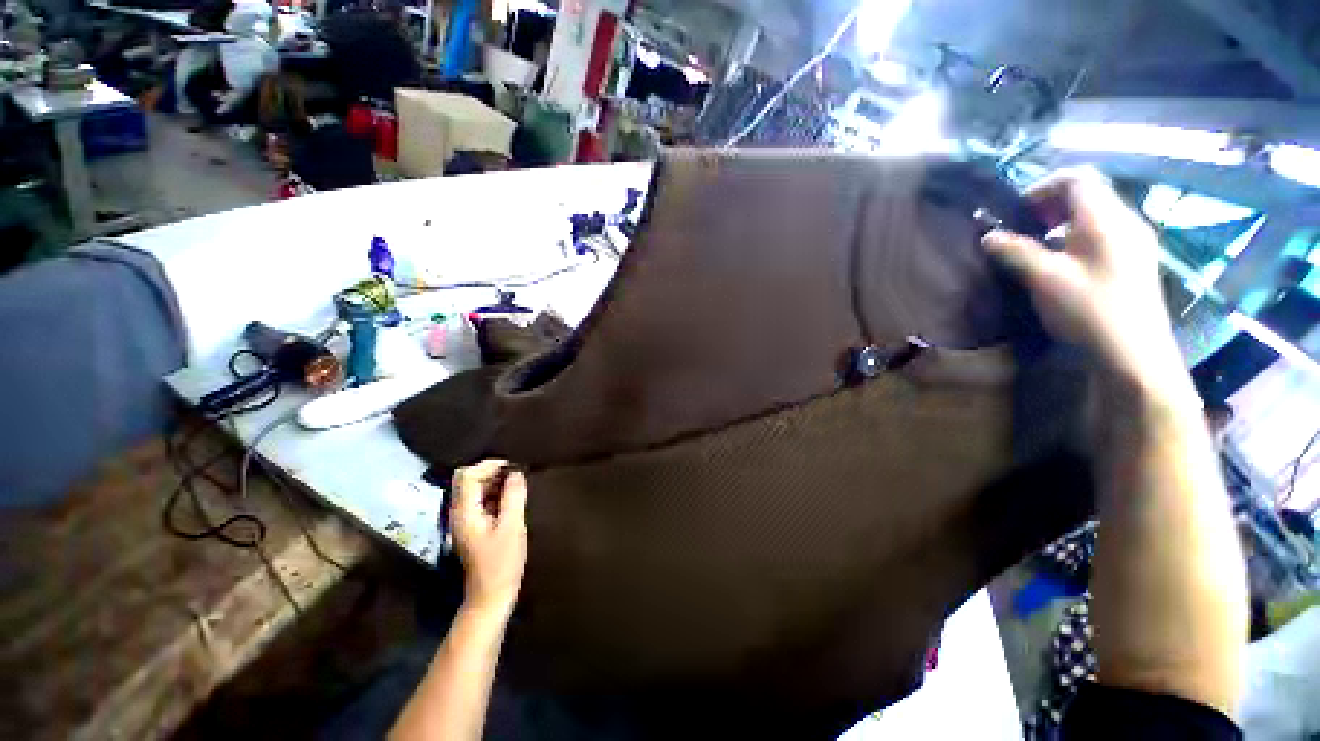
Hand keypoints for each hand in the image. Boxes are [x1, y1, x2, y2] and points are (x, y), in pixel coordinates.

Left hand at [450, 460, 527, 616]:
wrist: (491, 595)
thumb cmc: (502, 562)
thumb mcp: (512, 527)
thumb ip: (513, 497)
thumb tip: (516, 472)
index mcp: (464, 512)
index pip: (467, 475)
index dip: (489, 466)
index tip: (513, 469)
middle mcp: (459, 513)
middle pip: (467, 479)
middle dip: (491, 472)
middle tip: (516, 476)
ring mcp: (464, 520)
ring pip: (474, 489)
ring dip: (494, 483)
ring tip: (517, 486)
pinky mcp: (473, 526)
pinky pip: (480, 500)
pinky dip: (495, 494)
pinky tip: (512, 500)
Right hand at [982, 168, 1187, 395]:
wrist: (1134, 353)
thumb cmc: (1089, 310)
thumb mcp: (1044, 279)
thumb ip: (1015, 252)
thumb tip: (988, 235)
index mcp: (1105, 219)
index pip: (1077, 178)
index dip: (1043, 186)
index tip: (1017, 211)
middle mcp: (1126, 221)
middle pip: (1088, 194)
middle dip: (1050, 205)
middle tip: (1023, 228)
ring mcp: (1135, 242)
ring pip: (1095, 215)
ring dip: (1062, 223)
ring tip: (1038, 247)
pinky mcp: (1135, 261)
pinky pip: (1103, 234)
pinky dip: (1077, 238)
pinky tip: (1062, 263)